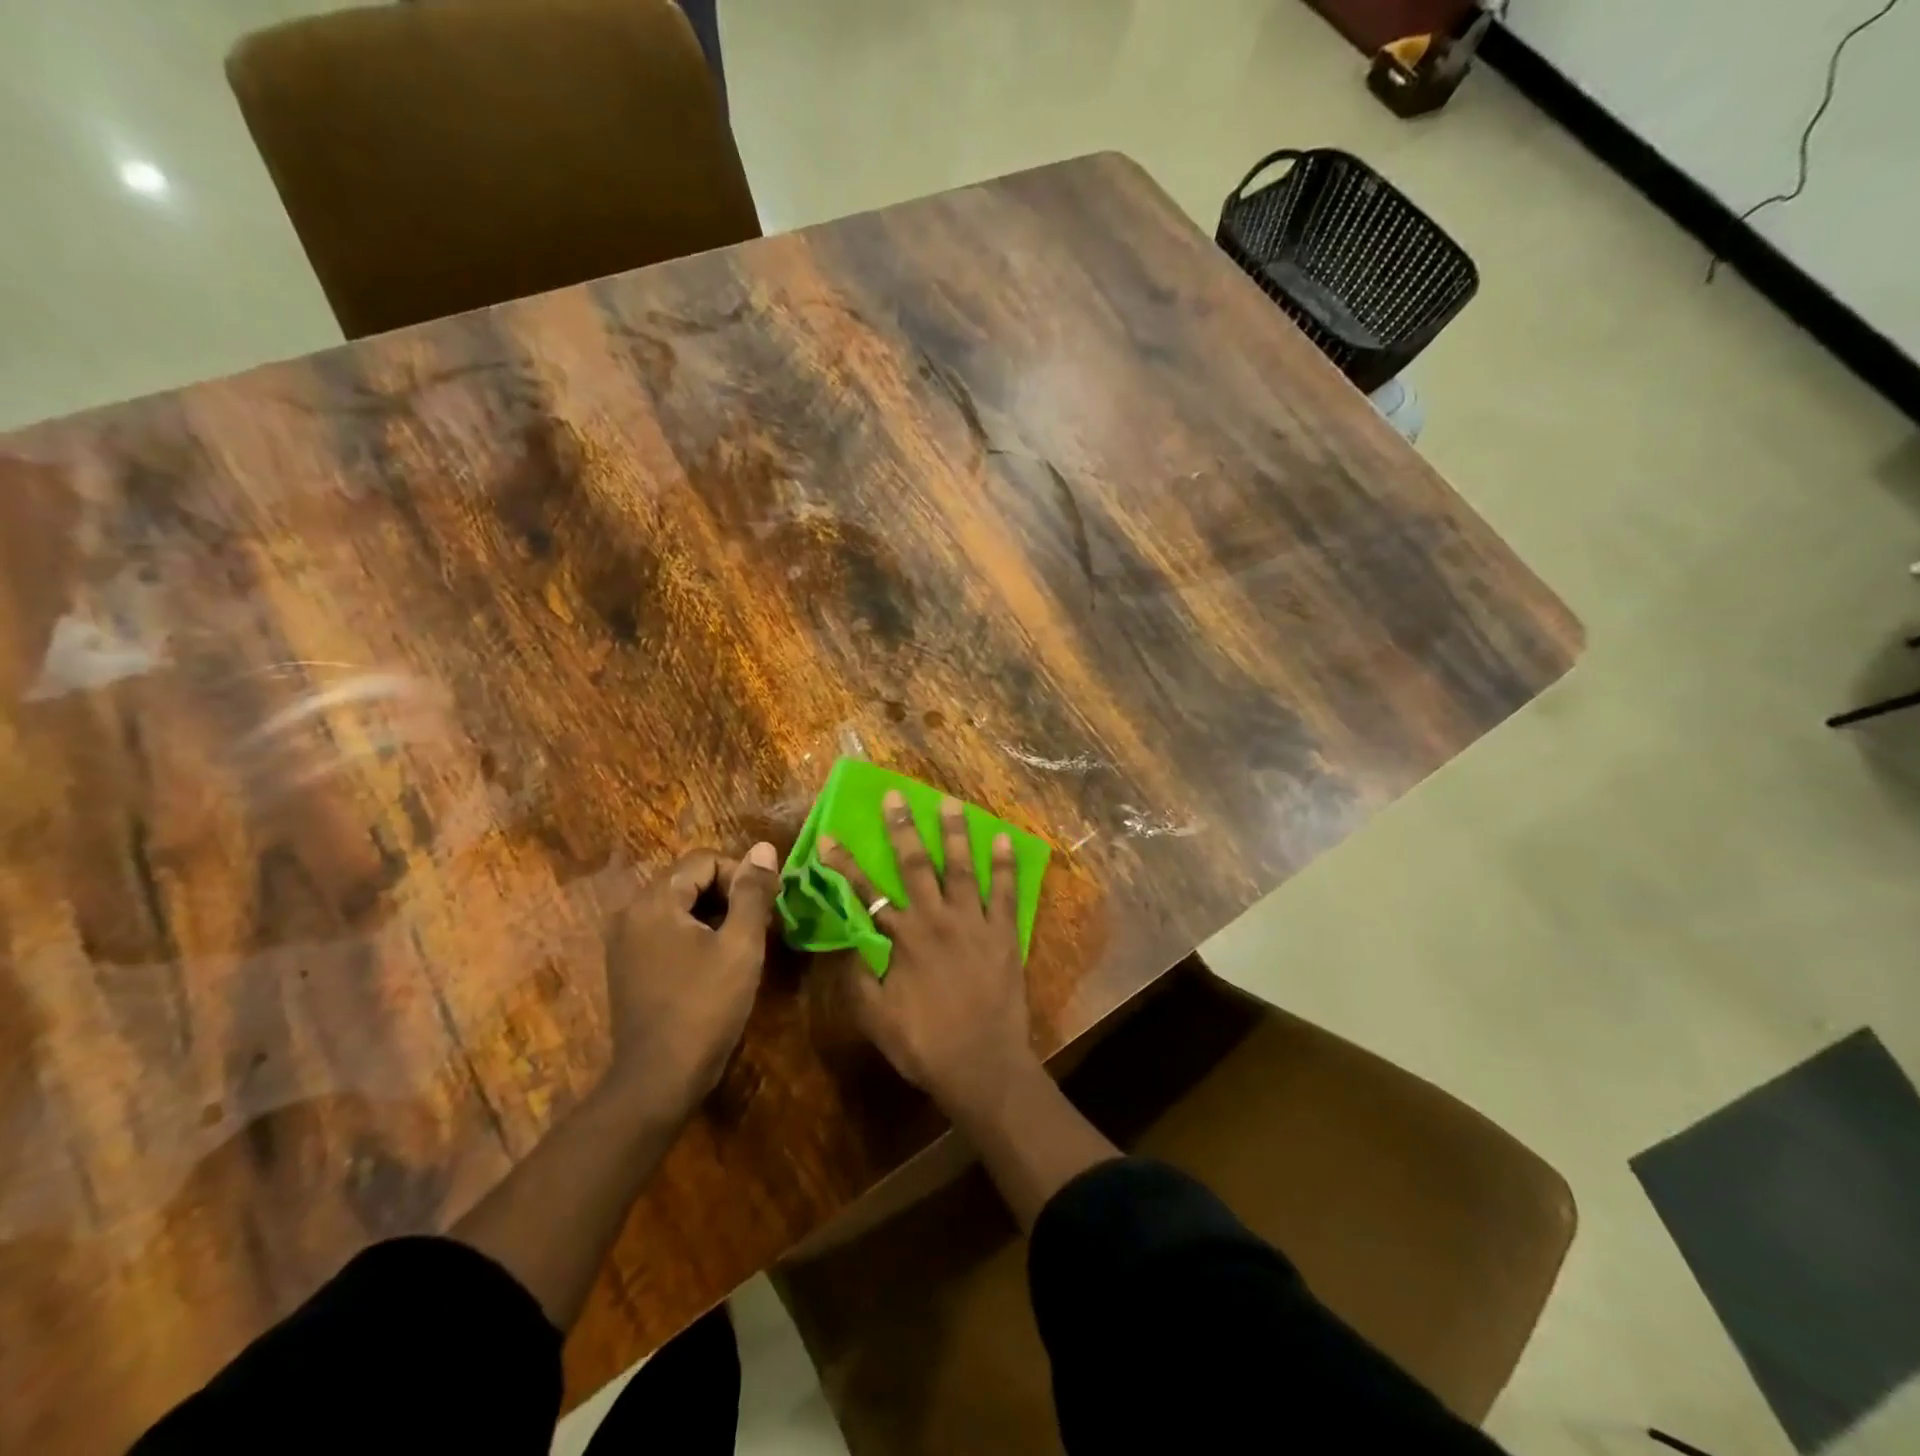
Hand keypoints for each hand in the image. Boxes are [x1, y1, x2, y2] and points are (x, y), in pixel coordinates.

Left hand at [603, 843, 779, 1118]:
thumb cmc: (705, 1007)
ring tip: (741, 945)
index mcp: (654, 902)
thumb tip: (763, 848)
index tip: (765, 909)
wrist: (659, 1080)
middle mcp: (630, 913)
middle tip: (758, 926)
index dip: (741, 876)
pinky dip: (693, 934)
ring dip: (713, 914)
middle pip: (688, 879)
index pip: (704, 860)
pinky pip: (665, 929)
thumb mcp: (741, 945)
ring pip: (678, 905)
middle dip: (728, 894)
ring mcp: (624, 941)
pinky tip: (714, 963)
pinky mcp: (626, 965)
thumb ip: (753, 892)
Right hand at [818, 792, 1034, 1113]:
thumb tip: (849, 945)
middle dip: (901, 828)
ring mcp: (973, 923)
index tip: (828, 837)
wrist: (982, 1066)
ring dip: (953, 833)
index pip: (865, 892)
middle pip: (914, 865)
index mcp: (902, 939)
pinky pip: (1005, 891)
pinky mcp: (1003, 933)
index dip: (844, 864)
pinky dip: (1003, 864)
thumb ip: (859, 978)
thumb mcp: (875, 1018)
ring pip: (960, 868)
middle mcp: (935, 920)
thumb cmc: (925, 1045)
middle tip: (895, 795)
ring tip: (949, 802)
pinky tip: (1002, 838)